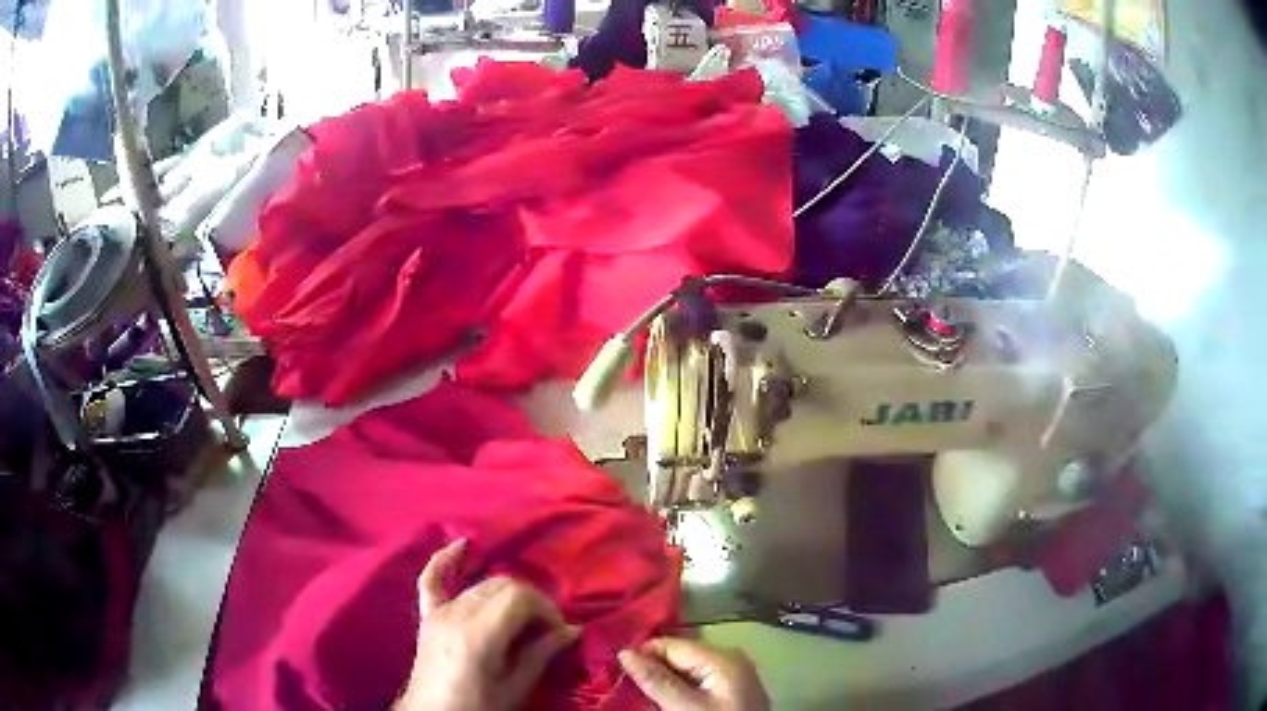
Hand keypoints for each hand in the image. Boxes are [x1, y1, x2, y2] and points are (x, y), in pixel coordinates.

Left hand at [395, 539, 579, 710]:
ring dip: (507, 593)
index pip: (519, 596)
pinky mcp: (427, 616)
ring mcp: (438, 612)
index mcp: (478, 635)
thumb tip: (572, 631)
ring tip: (523, 617)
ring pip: (480, 584)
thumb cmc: (478, 708)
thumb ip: (540, 655)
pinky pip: (431, 580)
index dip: (546, 608)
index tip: (558, 632)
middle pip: (502, 585)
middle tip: (545, 629)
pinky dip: (446, 560)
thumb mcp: (515, 689)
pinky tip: (464, 545)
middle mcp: (455, 614)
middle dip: (532, 601)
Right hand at [618, 637, 769, 710]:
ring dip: (662, 680)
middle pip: (678, 655)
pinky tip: (664, 700)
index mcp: (722, 656)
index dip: (642, 654)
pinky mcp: (730, 691)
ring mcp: (732, 675)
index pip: (670, 644)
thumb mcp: (685, 707)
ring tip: (640, 694)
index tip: (616, 670)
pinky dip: (677, 689)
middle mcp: (729, 658)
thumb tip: (625, 651)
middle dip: (652, 668)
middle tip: (624, 684)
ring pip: (685, 669)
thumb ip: (657, 680)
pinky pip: (696, 681)